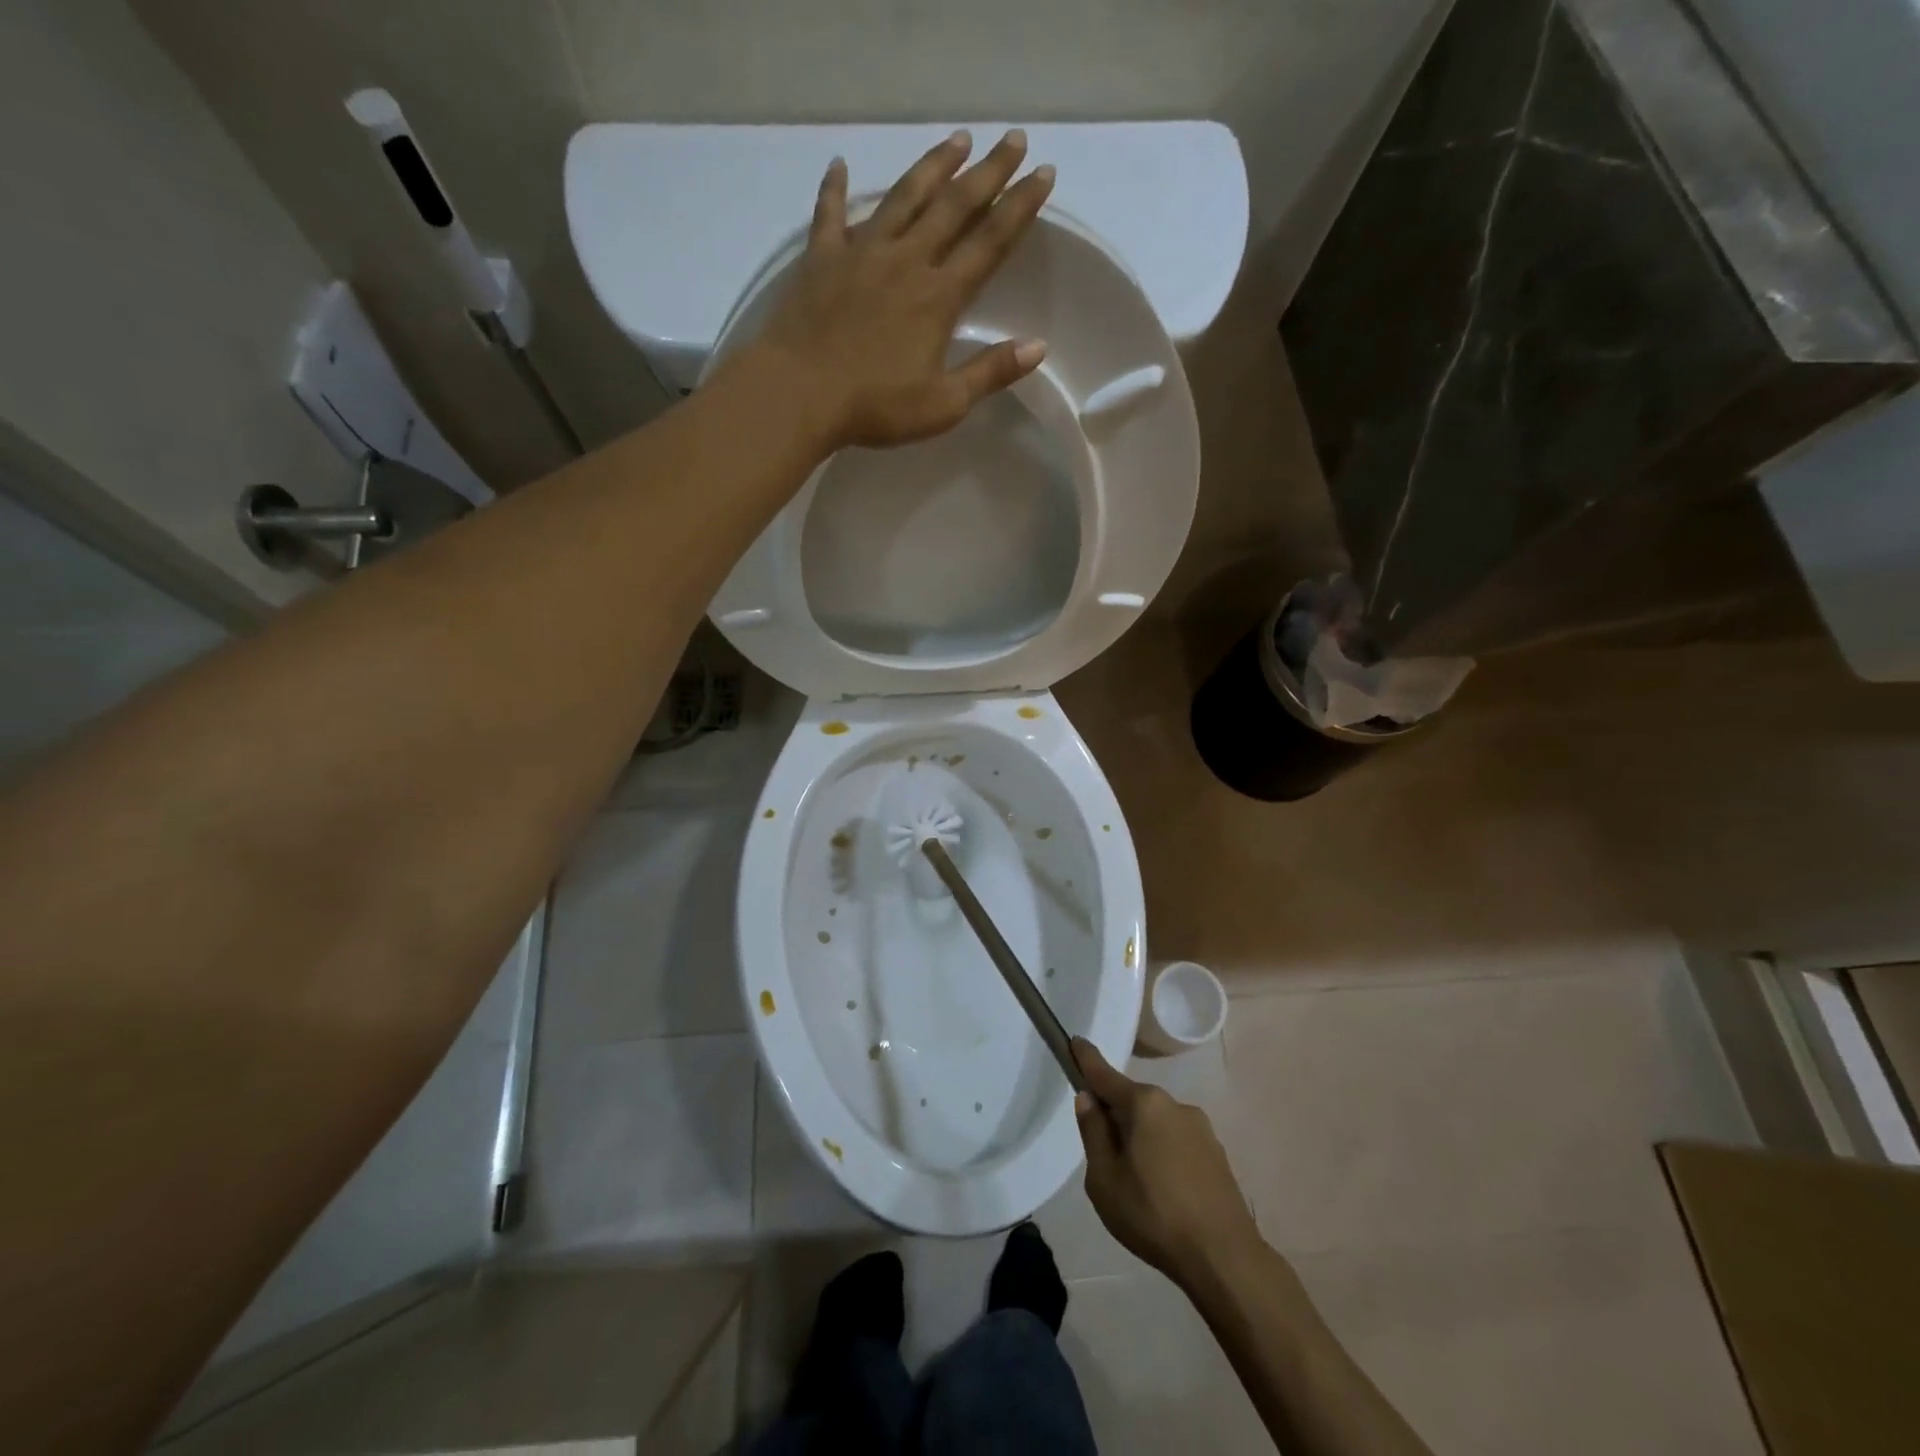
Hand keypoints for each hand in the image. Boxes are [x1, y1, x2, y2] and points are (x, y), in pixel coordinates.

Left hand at [750, 129, 1054, 450]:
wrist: (800, 393)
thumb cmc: (875, 406)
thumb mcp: (944, 404)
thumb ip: (990, 373)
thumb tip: (1038, 346)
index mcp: (938, 296)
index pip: (989, 242)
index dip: (1020, 207)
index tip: (1044, 173)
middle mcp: (905, 260)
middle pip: (954, 205)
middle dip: (988, 171)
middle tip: (1014, 138)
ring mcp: (860, 253)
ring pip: (903, 196)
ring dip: (933, 166)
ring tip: (957, 140)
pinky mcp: (821, 258)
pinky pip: (830, 213)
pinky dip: (835, 188)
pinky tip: (839, 165)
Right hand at [1073, 1038, 1262, 1284]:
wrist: (1225, 1259)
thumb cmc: (1153, 1215)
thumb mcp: (1104, 1179)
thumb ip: (1094, 1133)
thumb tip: (1088, 1099)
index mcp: (1144, 1104)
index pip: (1105, 1075)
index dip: (1086, 1059)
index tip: (1074, 1041)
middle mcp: (1174, 1105)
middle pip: (1132, 1102)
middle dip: (1115, 1117)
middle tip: (1104, 1157)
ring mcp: (1201, 1129)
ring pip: (1156, 1124)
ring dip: (1141, 1140)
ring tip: (1137, 1186)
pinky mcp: (1217, 1154)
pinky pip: (1177, 1143)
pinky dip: (1164, 1156)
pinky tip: (1164, 1193)